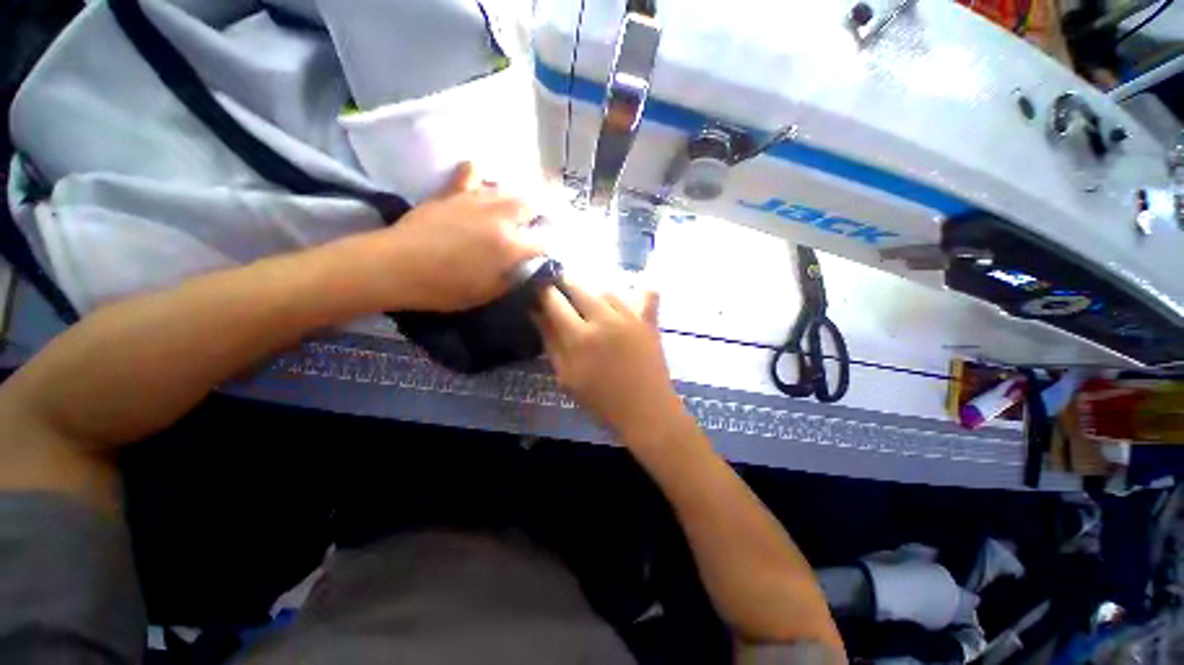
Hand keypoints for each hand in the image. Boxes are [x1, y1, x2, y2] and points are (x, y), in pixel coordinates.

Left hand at [346, 162, 540, 311]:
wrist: (396, 266)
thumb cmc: (444, 288)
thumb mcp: (487, 294)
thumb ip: (513, 278)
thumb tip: (527, 266)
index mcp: (510, 246)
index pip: (545, 239)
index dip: (554, 242)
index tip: (554, 245)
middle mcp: (500, 217)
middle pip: (533, 204)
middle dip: (545, 210)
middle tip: (546, 218)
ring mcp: (476, 199)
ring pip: (509, 188)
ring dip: (521, 196)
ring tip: (523, 204)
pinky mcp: (454, 192)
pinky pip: (473, 171)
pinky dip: (483, 174)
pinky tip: (485, 183)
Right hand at [533, 280, 683, 440]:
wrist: (645, 411)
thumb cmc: (601, 400)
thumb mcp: (566, 376)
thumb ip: (550, 341)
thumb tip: (536, 312)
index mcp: (580, 337)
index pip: (554, 300)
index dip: (542, 291)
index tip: (537, 290)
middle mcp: (605, 319)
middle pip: (579, 287)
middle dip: (564, 284)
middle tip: (560, 292)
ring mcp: (630, 317)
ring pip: (606, 289)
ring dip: (593, 291)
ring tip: (588, 300)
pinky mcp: (649, 321)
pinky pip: (646, 295)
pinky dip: (638, 290)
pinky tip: (632, 293)